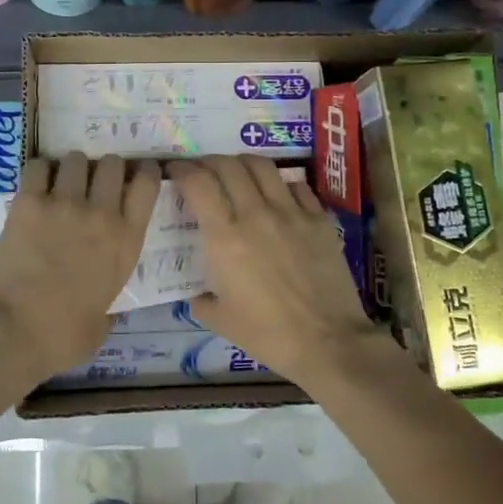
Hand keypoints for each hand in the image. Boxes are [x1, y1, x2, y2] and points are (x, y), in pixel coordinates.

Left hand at [0, 152, 160, 379]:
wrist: (12, 331)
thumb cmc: (61, 337)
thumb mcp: (102, 324)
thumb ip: (109, 307)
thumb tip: (105, 310)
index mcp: (126, 242)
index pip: (148, 184)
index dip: (144, 173)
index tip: (136, 176)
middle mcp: (101, 214)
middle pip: (113, 163)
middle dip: (106, 169)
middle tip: (94, 183)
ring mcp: (64, 204)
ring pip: (77, 159)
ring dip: (72, 168)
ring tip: (62, 183)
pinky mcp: (29, 203)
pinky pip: (38, 167)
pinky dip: (40, 172)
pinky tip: (36, 186)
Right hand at [169, 156, 380, 379]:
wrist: (328, 341)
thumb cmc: (268, 335)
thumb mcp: (220, 320)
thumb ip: (201, 299)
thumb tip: (197, 292)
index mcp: (225, 238)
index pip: (198, 183)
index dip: (182, 170)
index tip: (175, 172)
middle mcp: (255, 214)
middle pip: (228, 166)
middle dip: (209, 162)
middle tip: (204, 172)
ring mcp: (291, 213)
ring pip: (262, 166)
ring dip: (243, 164)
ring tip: (238, 174)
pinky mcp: (319, 219)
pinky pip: (297, 186)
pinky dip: (281, 183)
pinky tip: (277, 195)